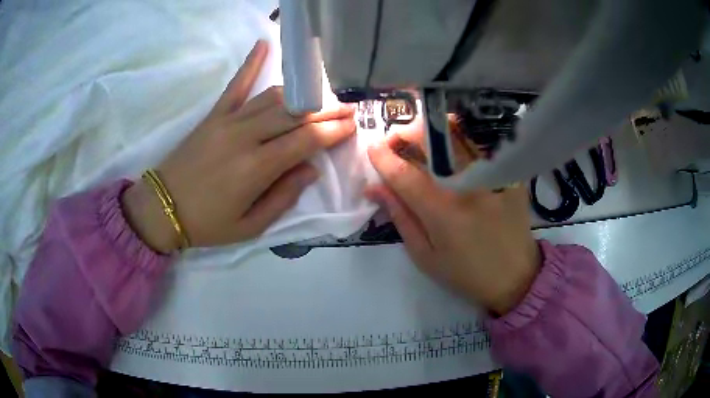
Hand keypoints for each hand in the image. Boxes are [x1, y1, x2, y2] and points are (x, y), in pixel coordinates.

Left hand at [122, 40, 355, 252]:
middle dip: (326, 110)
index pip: (306, 140)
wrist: (162, 207)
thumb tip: (311, 168)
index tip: (352, 124)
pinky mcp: (214, 115)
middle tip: (348, 107)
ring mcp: (228, 121)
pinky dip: (251, 63)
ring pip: (274, 98)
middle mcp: (246, 137)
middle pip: (295, 114)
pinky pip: (236, 84)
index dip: (332, 131)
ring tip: (323, 96)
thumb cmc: (208, 224)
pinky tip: (264, 44)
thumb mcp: (250, 227)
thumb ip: (283, 197)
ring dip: (302, 95)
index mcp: (256, 168)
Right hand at [365, 133, 539, 314]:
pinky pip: (482, 146)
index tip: (373, 148)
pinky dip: (462, 139)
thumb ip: (400, 217)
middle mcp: (468, 188)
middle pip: (433, 142)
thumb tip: (374, 188)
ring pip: (458, 135)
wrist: (515, 276)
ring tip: (423, 139)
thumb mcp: (425, 255)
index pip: (404, 174)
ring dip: (433, 131)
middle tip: (397, 140)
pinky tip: (454, 148)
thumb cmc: (466, 273)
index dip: (383, 157)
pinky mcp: (509, 175)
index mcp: (443, 213)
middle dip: (407, 132)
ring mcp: (493, 177)